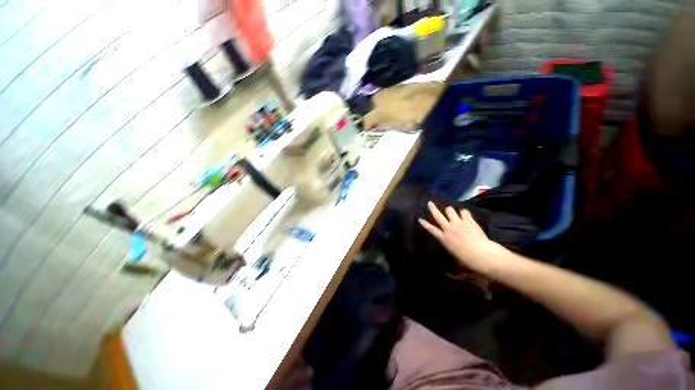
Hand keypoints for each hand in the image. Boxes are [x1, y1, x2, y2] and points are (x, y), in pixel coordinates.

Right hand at [418, 201, 503, 272]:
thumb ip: (450, 244)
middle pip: (438, 216)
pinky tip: (465, 214)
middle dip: (433, 208)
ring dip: (449, 210)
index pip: (431, 229)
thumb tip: (450, 241)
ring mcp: (458, 223)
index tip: (420, 219)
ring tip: (450, 210)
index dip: (425, 224)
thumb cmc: (467, 259)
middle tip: (430, 203)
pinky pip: (464, 211)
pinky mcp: (468, 220)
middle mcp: (448, 228)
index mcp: (444, 238)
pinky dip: (463, 212)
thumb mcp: (454, 253)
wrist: (482, 254)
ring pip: (450, 210)